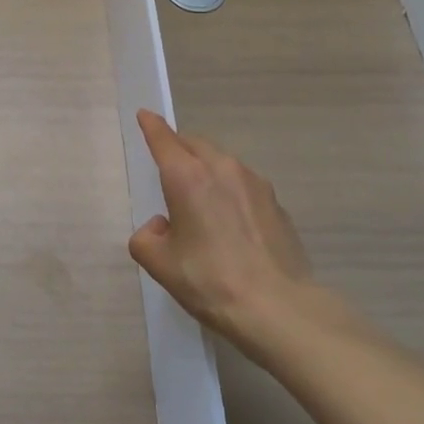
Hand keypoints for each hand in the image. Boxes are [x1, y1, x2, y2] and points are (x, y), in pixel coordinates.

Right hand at [128, 111, 337, 359]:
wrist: (278, 308)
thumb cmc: (209, 280)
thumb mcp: (159, 264)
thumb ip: (146, 238)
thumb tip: (161, 227)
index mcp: (188, 177)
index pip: (164, 139)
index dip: (152, 126)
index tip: (145, 115)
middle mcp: (222, 169)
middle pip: (196, 145)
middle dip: (179, 147)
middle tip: (167, 163)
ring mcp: (255, 184)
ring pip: (222, 162)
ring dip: (206, 169)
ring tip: (198, 198)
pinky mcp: (277, 204)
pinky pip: (243, 185)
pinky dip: (229, 191)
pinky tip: (228, 221)